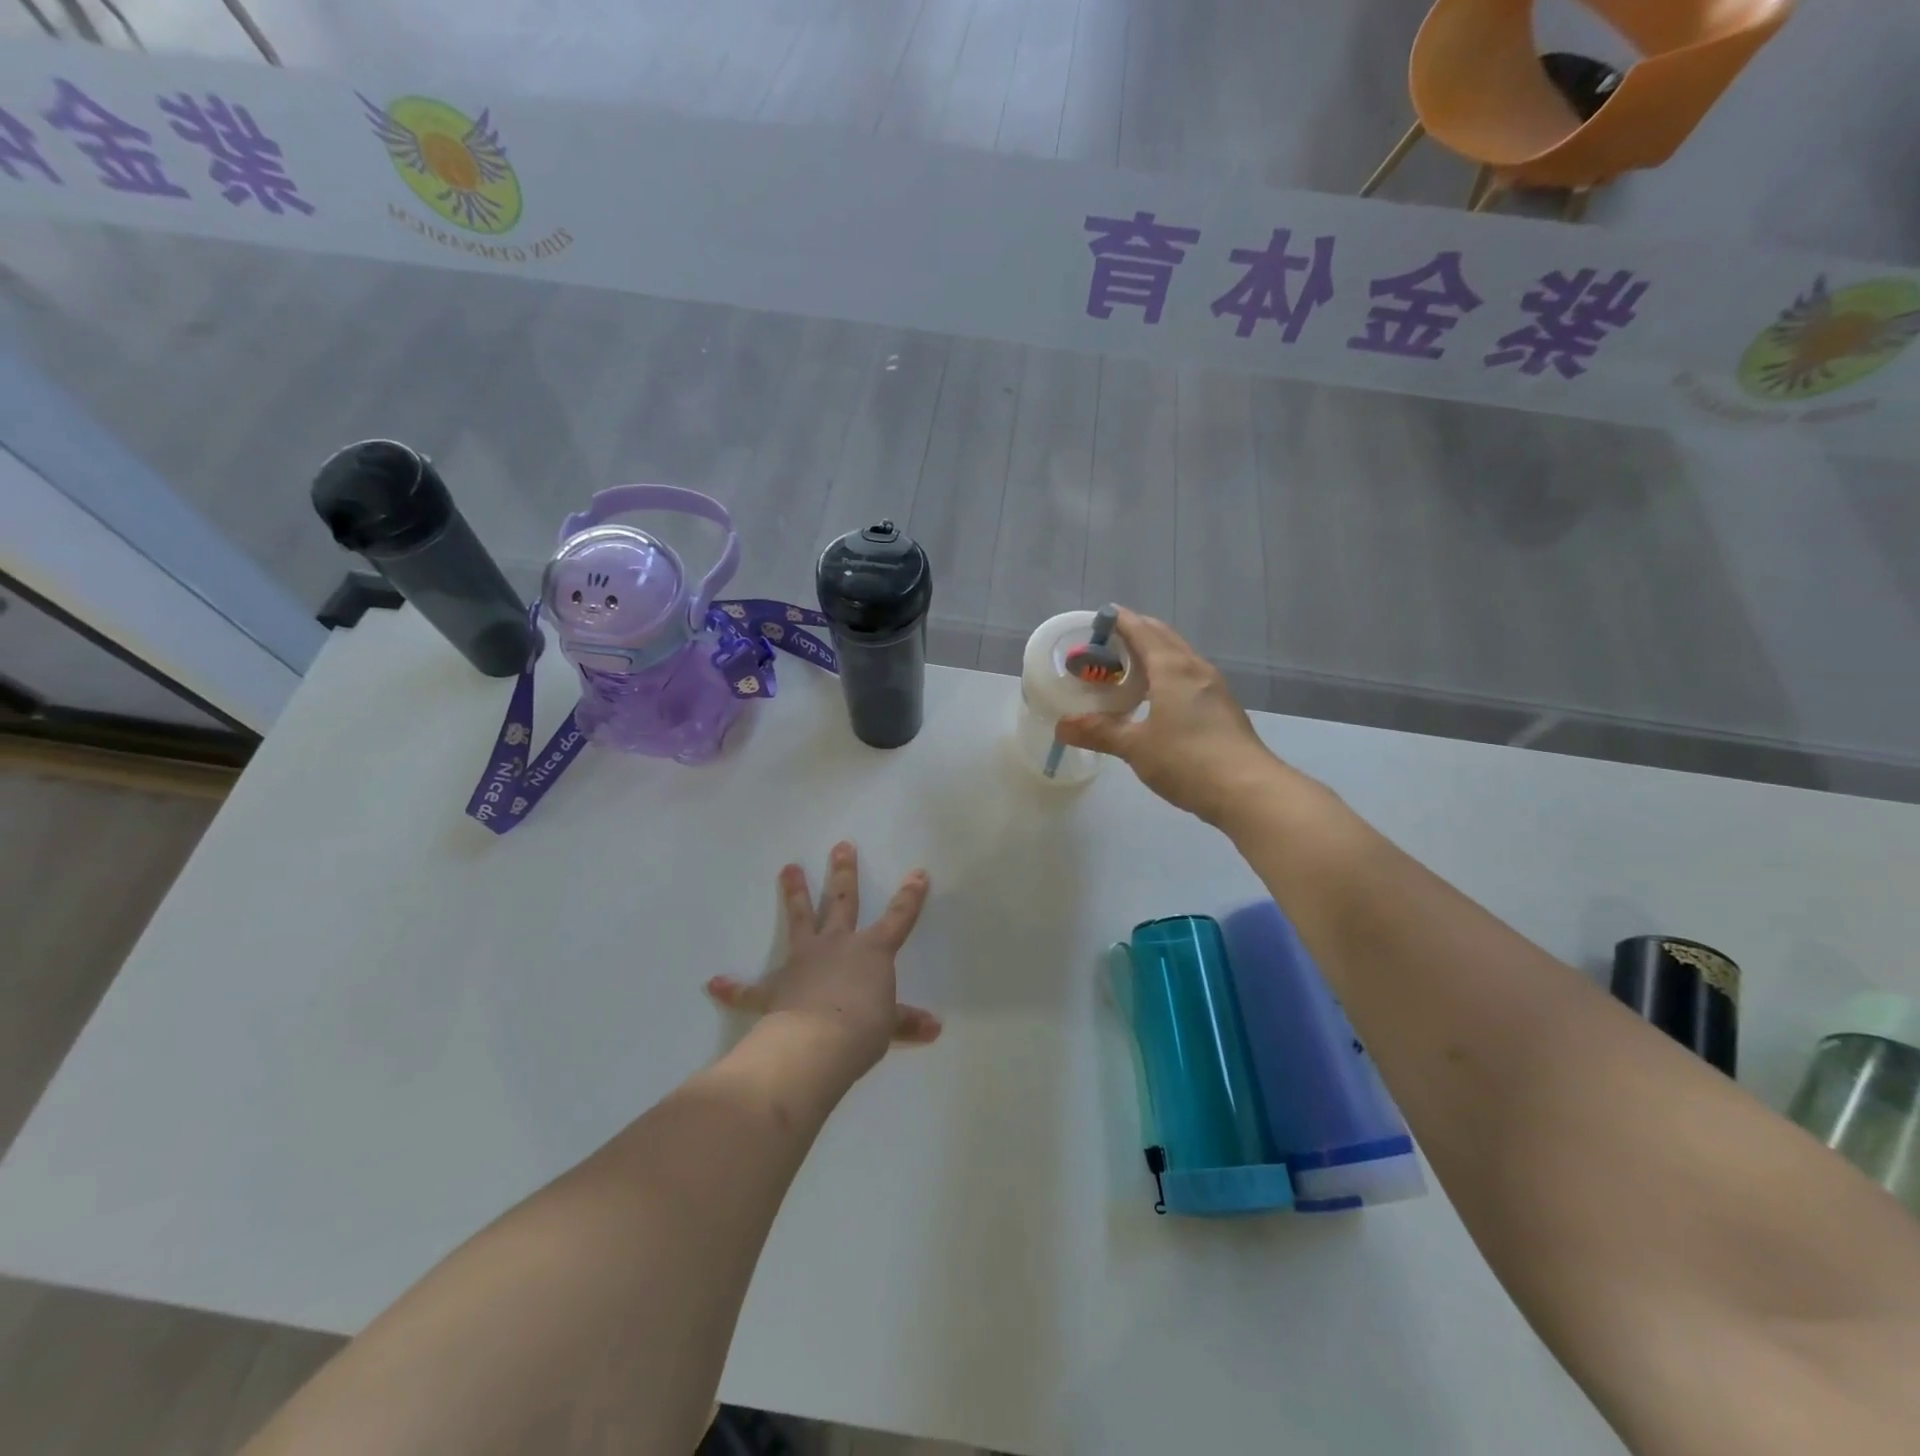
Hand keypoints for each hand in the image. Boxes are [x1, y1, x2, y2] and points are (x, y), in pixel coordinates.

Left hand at [705, 842, 941, 1071]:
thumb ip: (907, 1022)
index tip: (918, 872)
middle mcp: (837, 945)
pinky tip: (714, 983)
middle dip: (843, 873)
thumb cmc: (863, 1029)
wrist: (818, 1043)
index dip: (910, 896)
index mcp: (871, 952)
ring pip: (800, 920)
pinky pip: (751, 989)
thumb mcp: (889, 1025)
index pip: (898, 918)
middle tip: (840, 845)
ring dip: (794, 894)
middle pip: (841, 901)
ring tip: (788, 868)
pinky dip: (733, 988)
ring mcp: (803, 961)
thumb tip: (935, 1027)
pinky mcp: (776, 988)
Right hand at [1055, 608, 1280, 825]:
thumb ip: (1099, 732)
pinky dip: (1168, 675)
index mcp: (1172, 668)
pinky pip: (1189, 677)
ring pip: (1179, 657)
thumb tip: (1061, 726)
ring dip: (1154, 655)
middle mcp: (1195, 669)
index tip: (1099, 618)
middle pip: (1164, 638)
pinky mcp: (1223, 708)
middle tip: (1107, 645)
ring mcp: (1214, 688)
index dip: (1120, 621)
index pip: (1142, 631)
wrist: (1248, 790)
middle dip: (1136, 634)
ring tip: (1127, 670)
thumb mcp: (1135, 747)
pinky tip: (1156, 698)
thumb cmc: (1187, 760)